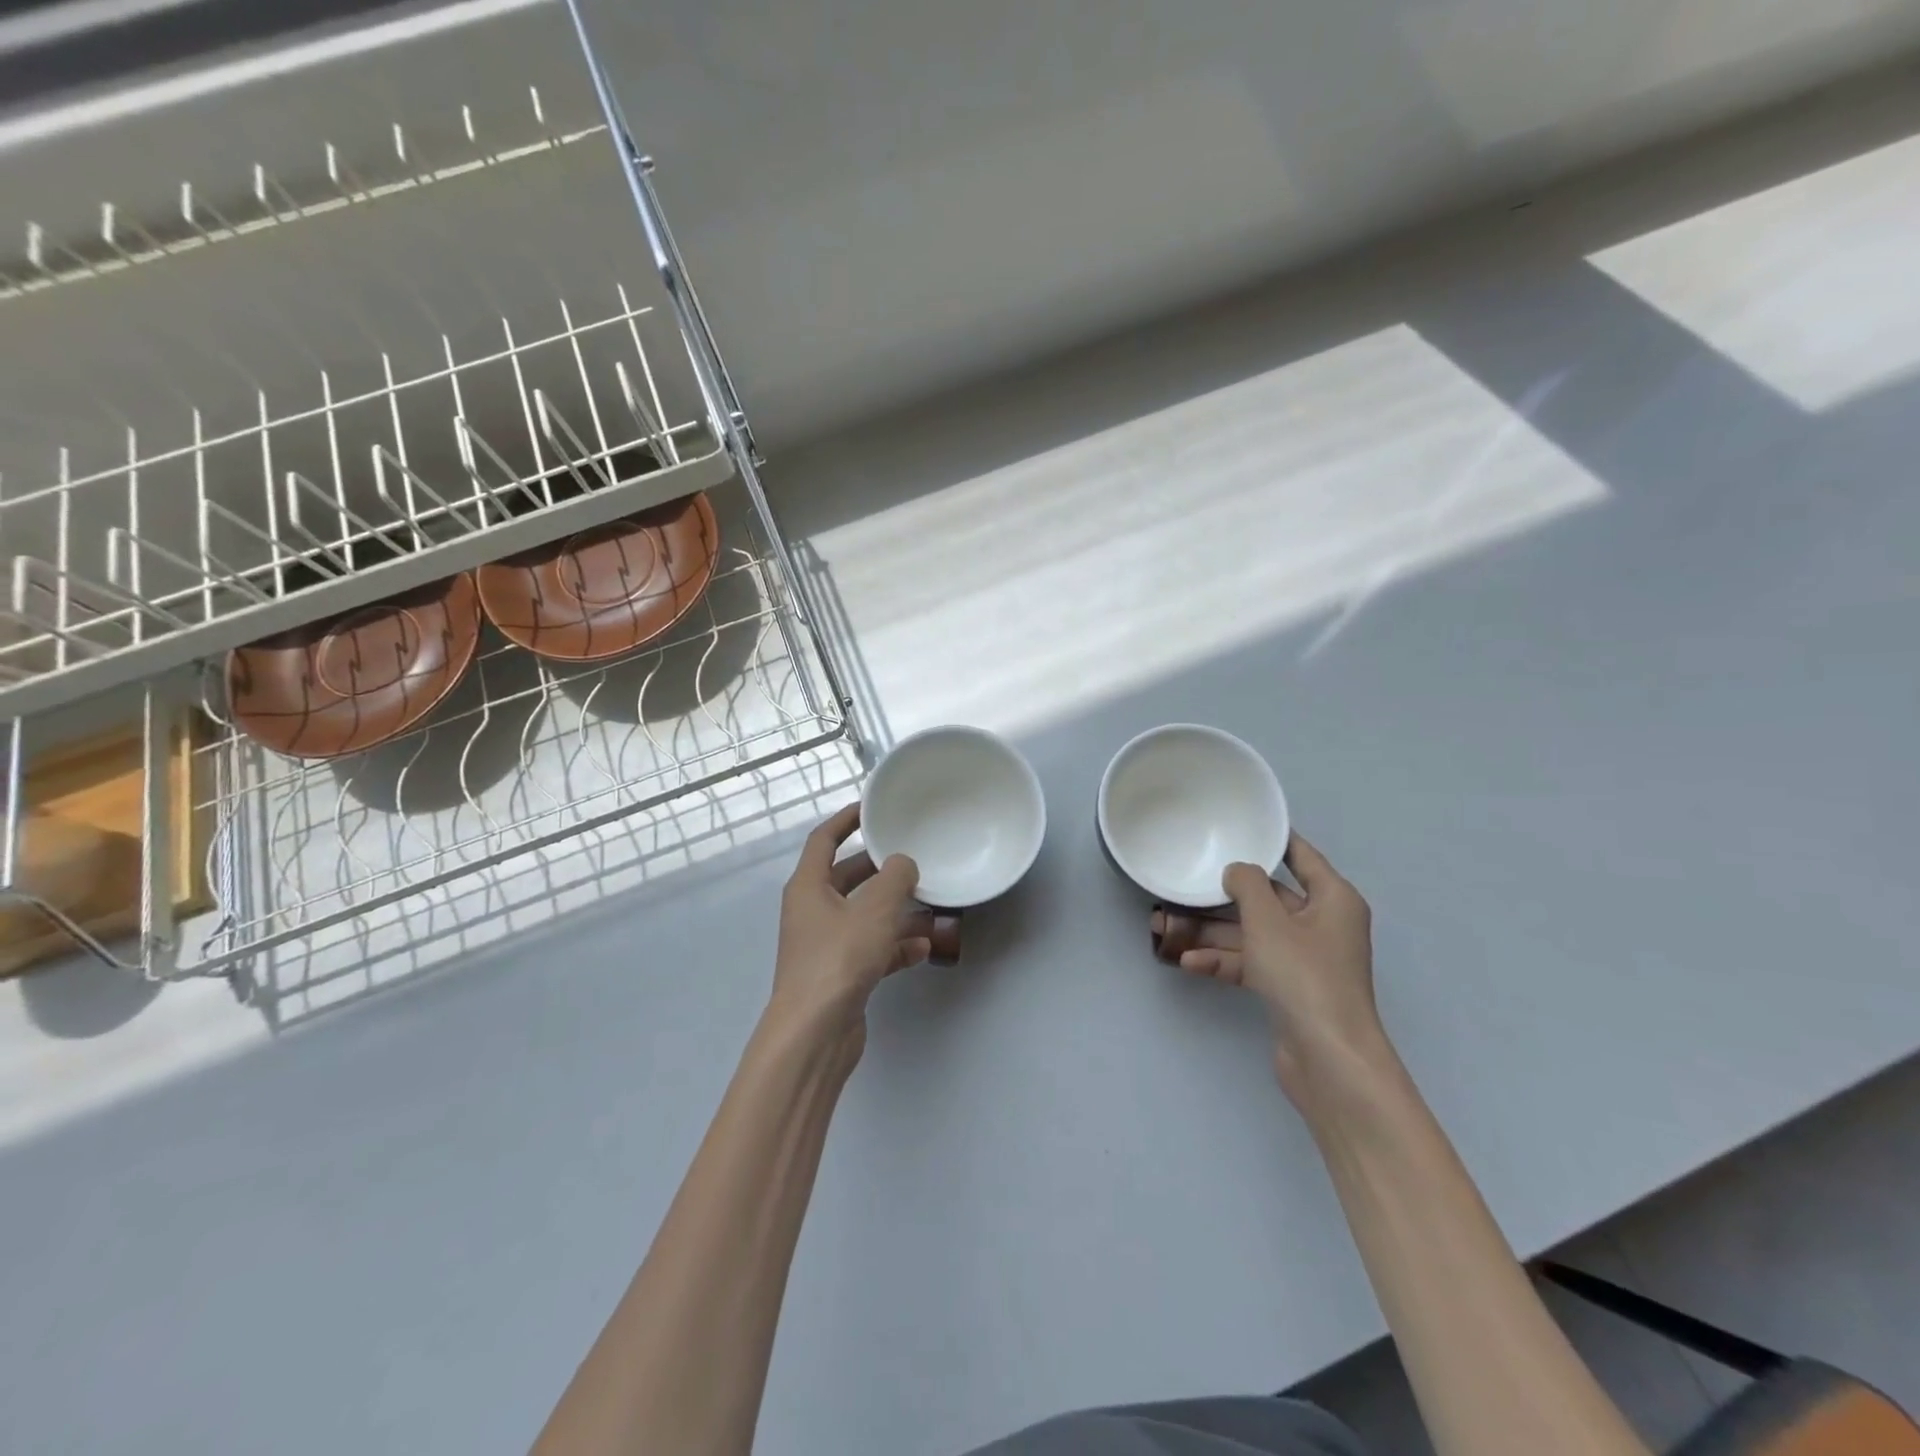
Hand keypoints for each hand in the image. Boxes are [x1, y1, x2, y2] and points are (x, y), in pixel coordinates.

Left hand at [770, 805, 929, 1045]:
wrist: (815, 1034)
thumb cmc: (839, 959)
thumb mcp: (874, 910)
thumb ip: (895, 879)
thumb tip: (903, 865)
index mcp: (808, 887)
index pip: (824, 839)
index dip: (846, 820)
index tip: (872, 808)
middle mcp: (813, 912)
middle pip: (848, 878)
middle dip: (881, 871)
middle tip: (914, 860)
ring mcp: (826, 946)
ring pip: (864, 916)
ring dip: (896, 912)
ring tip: (931, 906)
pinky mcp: (841, 975)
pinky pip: (872, 949)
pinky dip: (895, 946)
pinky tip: (924, 949)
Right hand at [1154, 833, 1387, 1102]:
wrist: (1328, 1058)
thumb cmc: (1304, 976)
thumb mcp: (1268, 921)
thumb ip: (1247, 885)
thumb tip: (1237, 871)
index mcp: (1333, 900)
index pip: (1301, 857)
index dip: (1273, 841)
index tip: (1241, 826)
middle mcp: (1323, 925)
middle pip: (1270, 899)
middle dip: (1227, 896)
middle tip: (1188, 883)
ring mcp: (1306, 960)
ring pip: (1255, 933)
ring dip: (1216, 932)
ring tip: (1171, 926)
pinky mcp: (1290, 989)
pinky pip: (1252, 964)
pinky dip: (1225, 961)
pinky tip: (1190, 963)